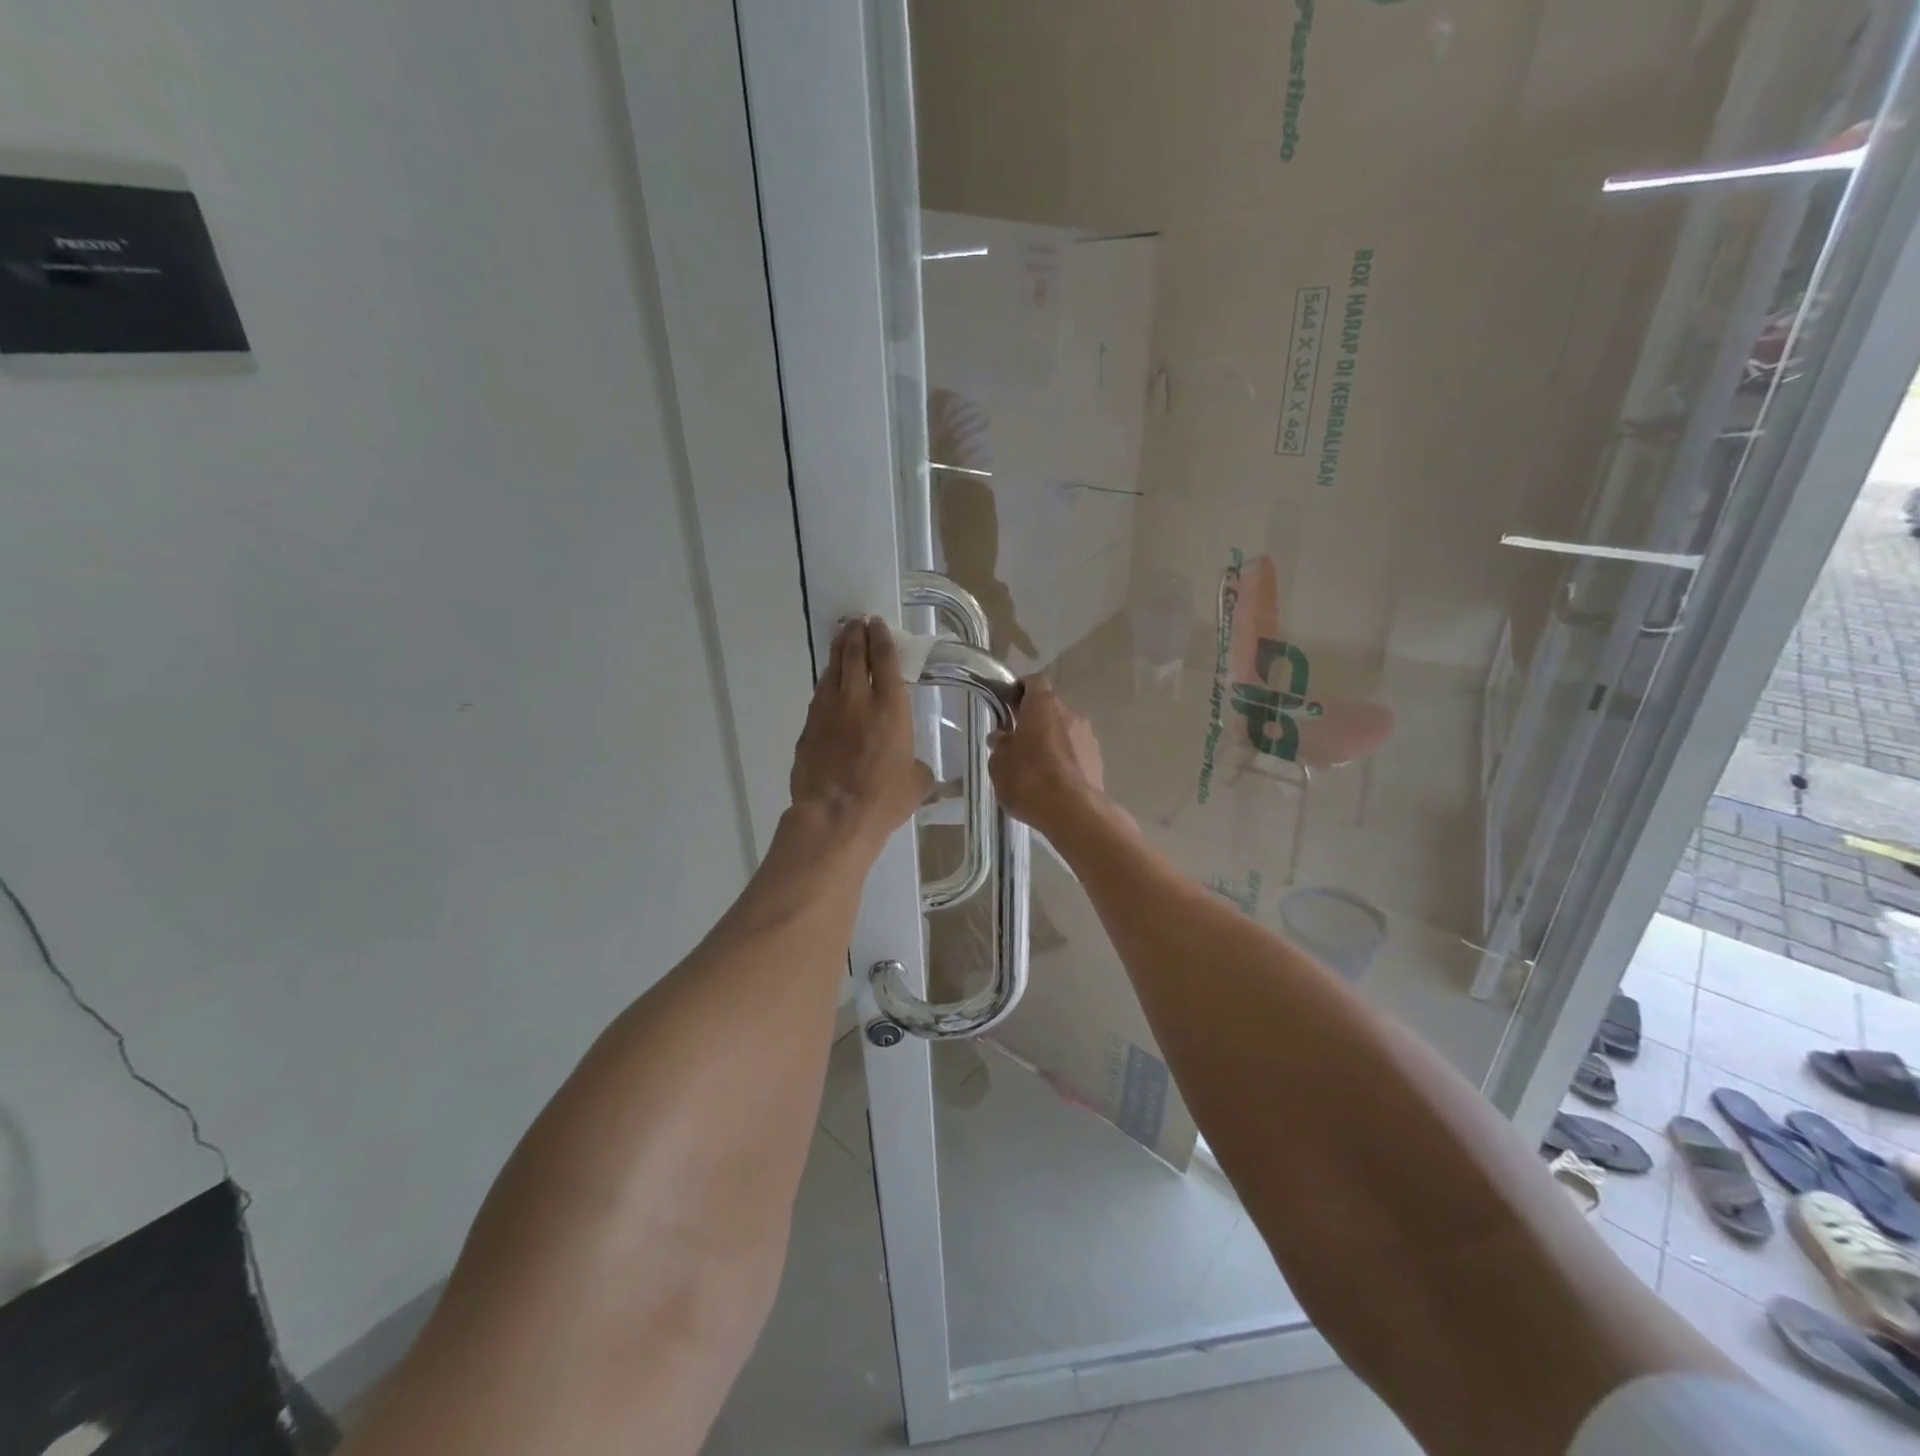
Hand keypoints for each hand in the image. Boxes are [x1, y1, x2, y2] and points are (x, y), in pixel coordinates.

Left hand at [789, 618, 933, 852]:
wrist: (834, 815)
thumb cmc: (884, 799)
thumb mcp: (916, 783)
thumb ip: (917, 766)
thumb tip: (913, 766)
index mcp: (891, 706)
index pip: (886, 660)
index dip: (882, 639)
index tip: (877, 624)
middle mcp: (857, 699)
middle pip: (854, 655)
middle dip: (856, 635)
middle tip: (856, 623)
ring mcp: (827, 710)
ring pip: (832, 671)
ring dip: (838, 652)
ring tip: (841, 640)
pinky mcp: (808, 727)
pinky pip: (819, 695)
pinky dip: (826, 683)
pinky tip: (828, 683)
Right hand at [988, 678, 1107, 836]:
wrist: (1073, 812)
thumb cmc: (1029, 779)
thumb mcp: (999, 763)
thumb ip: (1000, 745)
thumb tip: (1002, 737)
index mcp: (1043, 705)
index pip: (1034, 682)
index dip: (1020, 690)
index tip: (1008, 705)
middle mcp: (1070, 713)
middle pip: (1049, 708)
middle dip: (1034, 721)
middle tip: (1017, 742)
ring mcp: (1088, 736)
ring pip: (1064, 731)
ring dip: (1050, 742)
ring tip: (1035, 768)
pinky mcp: (1098, 760)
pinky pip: (1076, 752)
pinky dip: (1064, 760)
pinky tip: (1053, 782)